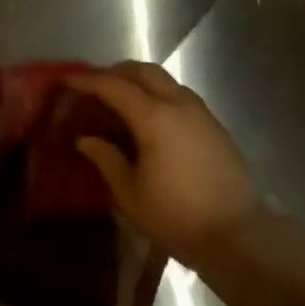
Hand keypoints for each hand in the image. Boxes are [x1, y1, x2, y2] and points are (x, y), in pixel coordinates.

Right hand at [66, 62, 266, 264]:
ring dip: (140, 81)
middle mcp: (179, 105)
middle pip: (144, 71)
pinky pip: (181, 96)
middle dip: (116, 72)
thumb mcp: (130, 193)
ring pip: (166, 80)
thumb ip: (107, 159)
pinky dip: (160, 95)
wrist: (236, 234)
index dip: (88, 81)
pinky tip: (151, 119)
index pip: (114, 86)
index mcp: (154, 117)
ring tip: (121, 101)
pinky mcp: (215, 126)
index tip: (68, 80)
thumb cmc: (175, 216)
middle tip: (95, 86)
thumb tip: (87, 139)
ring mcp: (201, 113)